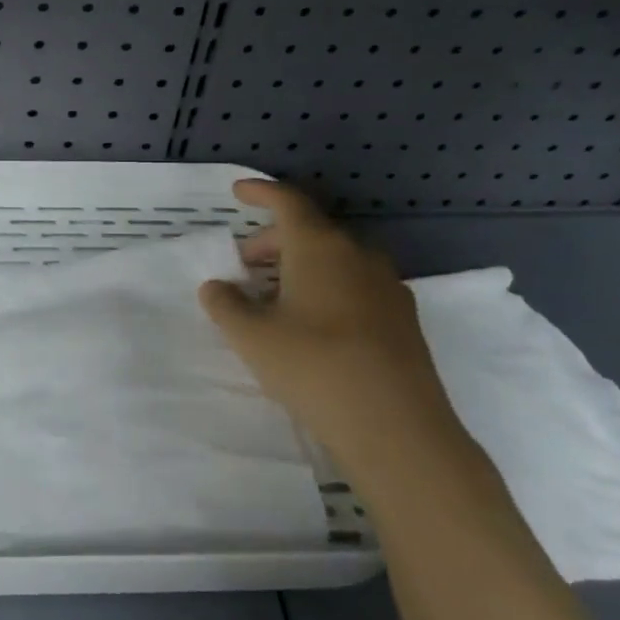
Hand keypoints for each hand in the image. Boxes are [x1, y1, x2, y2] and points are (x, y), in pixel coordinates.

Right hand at [199, 179, 469, 483]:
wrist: (397, 427)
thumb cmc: (313, 367)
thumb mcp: (251, 337)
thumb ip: (226, 305)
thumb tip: (217, 287)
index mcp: (319, 247)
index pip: (288, 202)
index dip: (260, 192)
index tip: (238, 192)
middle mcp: (358, 255)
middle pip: (311, 231)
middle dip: (274, 240)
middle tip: (245, 263)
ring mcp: (387, 286)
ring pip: (335, 259)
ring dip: (301, 266)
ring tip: (274, 296)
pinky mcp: (402, 318)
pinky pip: (356, 284)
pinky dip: (326, 287)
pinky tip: (312, 323)